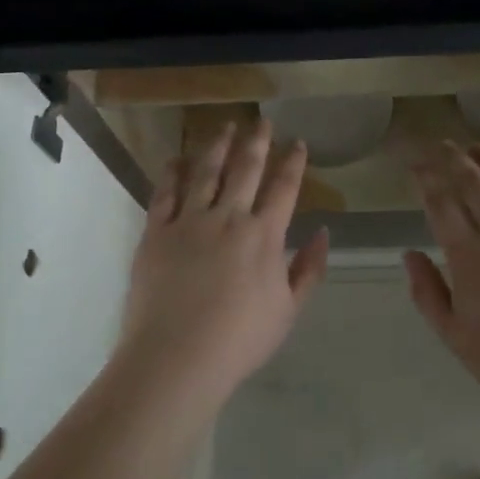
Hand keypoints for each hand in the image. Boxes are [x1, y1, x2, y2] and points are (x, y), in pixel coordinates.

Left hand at [118, 118, 328, 405]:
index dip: (293, 163)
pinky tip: (176, 160)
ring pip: (206, 172)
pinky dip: (172, 173)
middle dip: (257, 141)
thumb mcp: (288, 311)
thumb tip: (322, 233)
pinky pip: (165, 194)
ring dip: (217, 146)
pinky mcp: (156, 232)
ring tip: (224, 127)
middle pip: (245, 169)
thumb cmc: (239, 340)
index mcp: (264, 235)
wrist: (177, 357)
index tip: (298, 143)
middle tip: (262, 121)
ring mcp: (189, 221)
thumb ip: (308, 269)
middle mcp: (228, 217)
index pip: (284, 188)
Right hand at [405, 141, 479, 412]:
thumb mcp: (454, 336)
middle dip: (454, 159)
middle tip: (443, 145)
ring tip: (478, 148)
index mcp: (469, 256)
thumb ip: (428, 293)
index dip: (427, 179)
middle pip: (475, 183)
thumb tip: (409, 254)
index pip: (442, 204)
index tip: (417, 163)